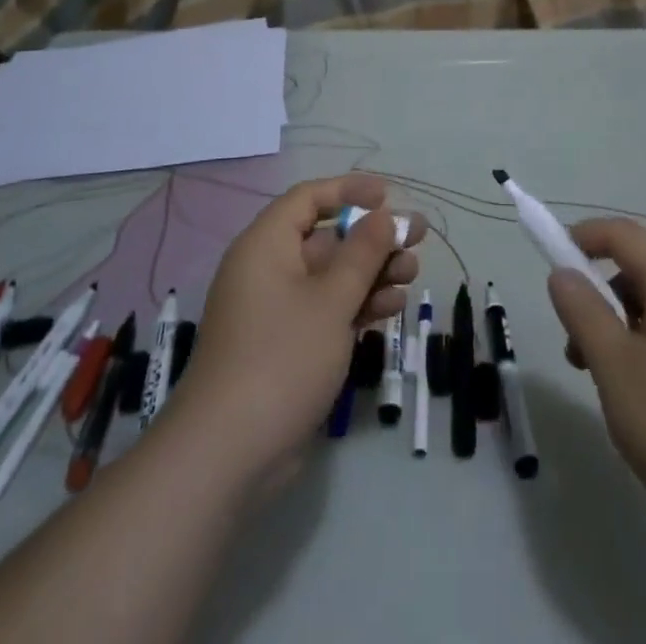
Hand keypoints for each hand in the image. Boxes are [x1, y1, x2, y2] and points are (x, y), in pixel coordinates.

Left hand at [166, 175, 422, 483]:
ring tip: (412, 276)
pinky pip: (326, 309)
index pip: (308, 198)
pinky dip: (357, 305)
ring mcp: (277, 310)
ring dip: (372, 272)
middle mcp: (268, 269)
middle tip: (417, 239)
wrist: (227, 455)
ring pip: (331, 276)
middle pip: (326, 238)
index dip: (349, 191)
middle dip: (372, 238)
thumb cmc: (281, 358)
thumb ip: (362, 253)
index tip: (389, 195)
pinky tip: (391, 308)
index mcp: (266, 245)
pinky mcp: (286, 345)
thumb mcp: (331, 299)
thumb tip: (383, 216)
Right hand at [548, 219, 645, 560]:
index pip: (624, 233)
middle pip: (642, 272)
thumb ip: (583, 312)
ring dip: (623, 331)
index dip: (585, 236)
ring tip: (607, 387)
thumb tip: (563, 273)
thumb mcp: (615, 367)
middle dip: (600, 297)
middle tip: (575, 348)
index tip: (554, 260)